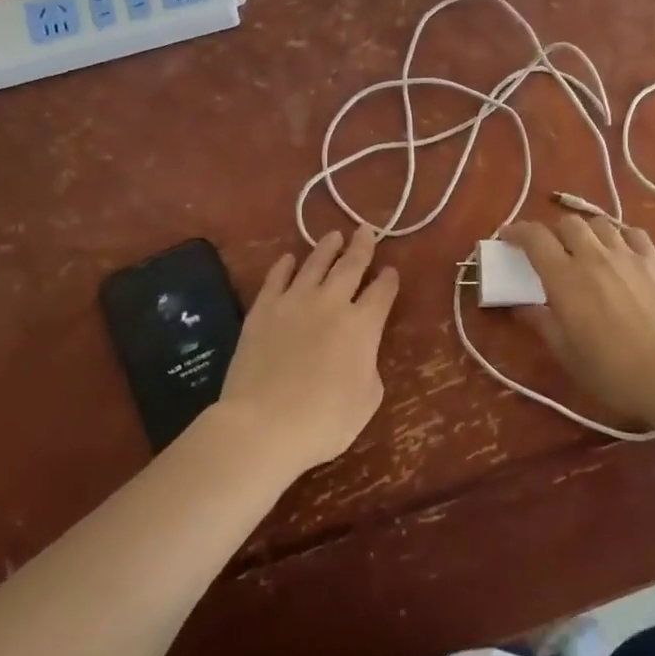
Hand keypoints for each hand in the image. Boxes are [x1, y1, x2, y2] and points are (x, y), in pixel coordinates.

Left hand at [214, 228, 398, 476]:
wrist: (263, 425)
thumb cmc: (324, 421)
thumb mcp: (367, 399)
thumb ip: (369, 366)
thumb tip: (361, 351)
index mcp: (363, 326)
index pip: (382, 293)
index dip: (389, 281)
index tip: (391, 271)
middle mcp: (331, 303)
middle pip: (351, 266)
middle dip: (362, 247)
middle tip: (366, 230)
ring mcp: (293, 302)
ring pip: (314, 264)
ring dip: (326, 248)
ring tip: (333, 236)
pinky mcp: (262, 311)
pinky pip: (276, 279)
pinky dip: (284, 266)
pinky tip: (288, 259)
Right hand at [501, 216, 654, 426]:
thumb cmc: (612, 370)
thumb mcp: (567, 353)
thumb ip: (542, 323)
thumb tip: (521, 307)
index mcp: (565, 278)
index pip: (534, 238)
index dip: (517, 231)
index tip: (507, 236)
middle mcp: (593, 256)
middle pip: (568, 223)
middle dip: (554, 232)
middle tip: (551, 251)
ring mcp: (627, 255)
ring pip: (600, 223)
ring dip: (586, 232)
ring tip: (587, 249)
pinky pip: (633, 233)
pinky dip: (620, 236)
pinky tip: (621, 251)